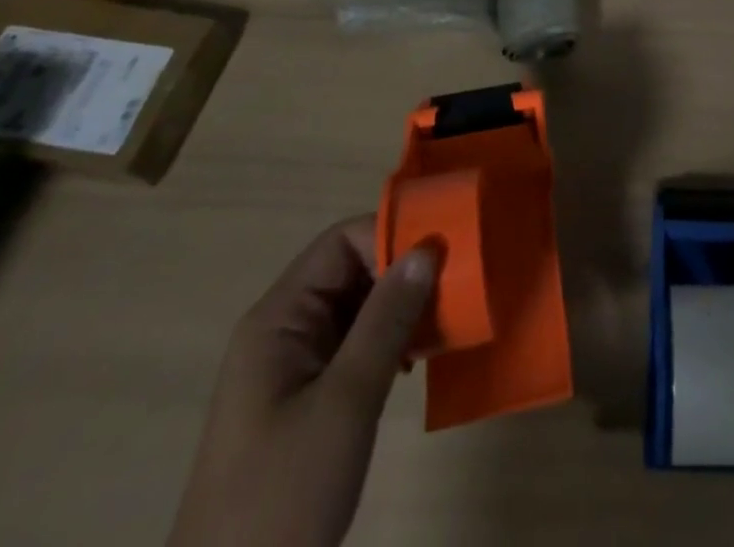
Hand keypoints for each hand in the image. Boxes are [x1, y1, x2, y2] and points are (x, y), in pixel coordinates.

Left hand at [168, 216, 437, 546]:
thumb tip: (426, 249)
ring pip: (354, 308)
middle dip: (401, 272)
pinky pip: (352, 346)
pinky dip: (387, 342)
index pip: (340, 243)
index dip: (391, 236)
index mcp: (278, 319)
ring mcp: (290, 368)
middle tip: (456, 285)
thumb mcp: (346, 402)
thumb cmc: (283, 497)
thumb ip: (387, 320)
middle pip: (348, 271)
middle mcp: (282, 331)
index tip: (443, 252)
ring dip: (399, 308)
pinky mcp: (304, 402)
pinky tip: (415, 363)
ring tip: (445, 321)